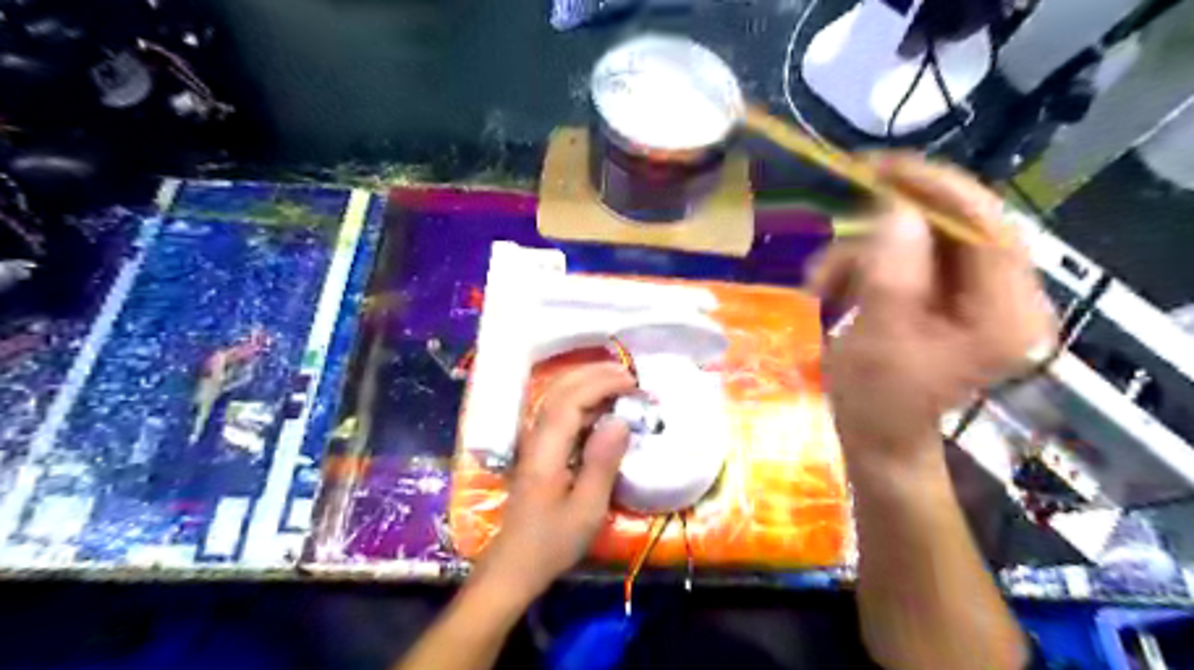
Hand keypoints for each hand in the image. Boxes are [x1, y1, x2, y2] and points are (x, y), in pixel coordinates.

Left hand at [465, 364, 637, 604]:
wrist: (515, 563)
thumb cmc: (553, 541)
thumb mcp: (587, 508)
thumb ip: (603, 462)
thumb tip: (621, 420)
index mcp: (546, 449)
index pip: (571, 399)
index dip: (602, 384)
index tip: (632, 384)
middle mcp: (536, 436)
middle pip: (560, 389)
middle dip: (594, 374)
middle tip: (629, 374)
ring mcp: (534, 441)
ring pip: (557, 397)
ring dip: (587, 382)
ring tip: (619, 381)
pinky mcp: (539, 449)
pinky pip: (560, 412)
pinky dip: (582, 399)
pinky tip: (601, 406)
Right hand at [811, 152, 1052, 466]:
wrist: (875, 441)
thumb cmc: (875, 404)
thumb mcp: (878, 338)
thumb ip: (891, 272)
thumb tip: (896, 209)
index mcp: (1004, 316)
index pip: (986, 225)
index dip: (935, 188)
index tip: (879, 167)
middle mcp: (1004, 300)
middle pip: (954, 230)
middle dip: (884, 231)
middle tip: (836, 234)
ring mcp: (976, 299)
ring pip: (921, 243)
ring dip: (864, 256)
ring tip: (822, 287)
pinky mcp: (948, 301)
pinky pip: (907, 261)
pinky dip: (866, 268)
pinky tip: (835, 292)